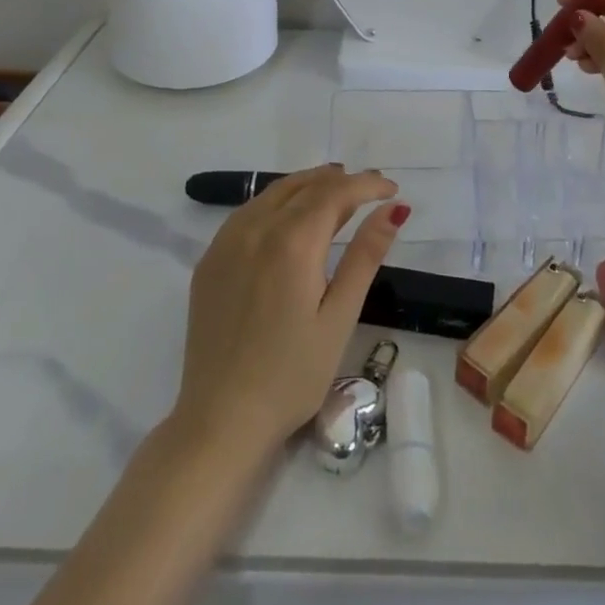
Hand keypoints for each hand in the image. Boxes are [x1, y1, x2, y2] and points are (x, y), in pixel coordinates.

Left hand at [173, 165, 408, 456]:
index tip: (391, 190)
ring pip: (275, 192)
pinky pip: (250, 211)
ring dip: (309, 186)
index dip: (367, 184)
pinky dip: (278, 202)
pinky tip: (291, 219)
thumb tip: (394, 208)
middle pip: (305, 186)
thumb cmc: (291, 376)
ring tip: (337, 197)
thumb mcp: (340, 317)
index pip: (336, 191)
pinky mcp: (210, 260)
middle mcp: (256, 229)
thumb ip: (366, 255)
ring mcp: (227, 242)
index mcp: (292, 242)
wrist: (220, 423)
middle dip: (341, 181)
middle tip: (370, 192)